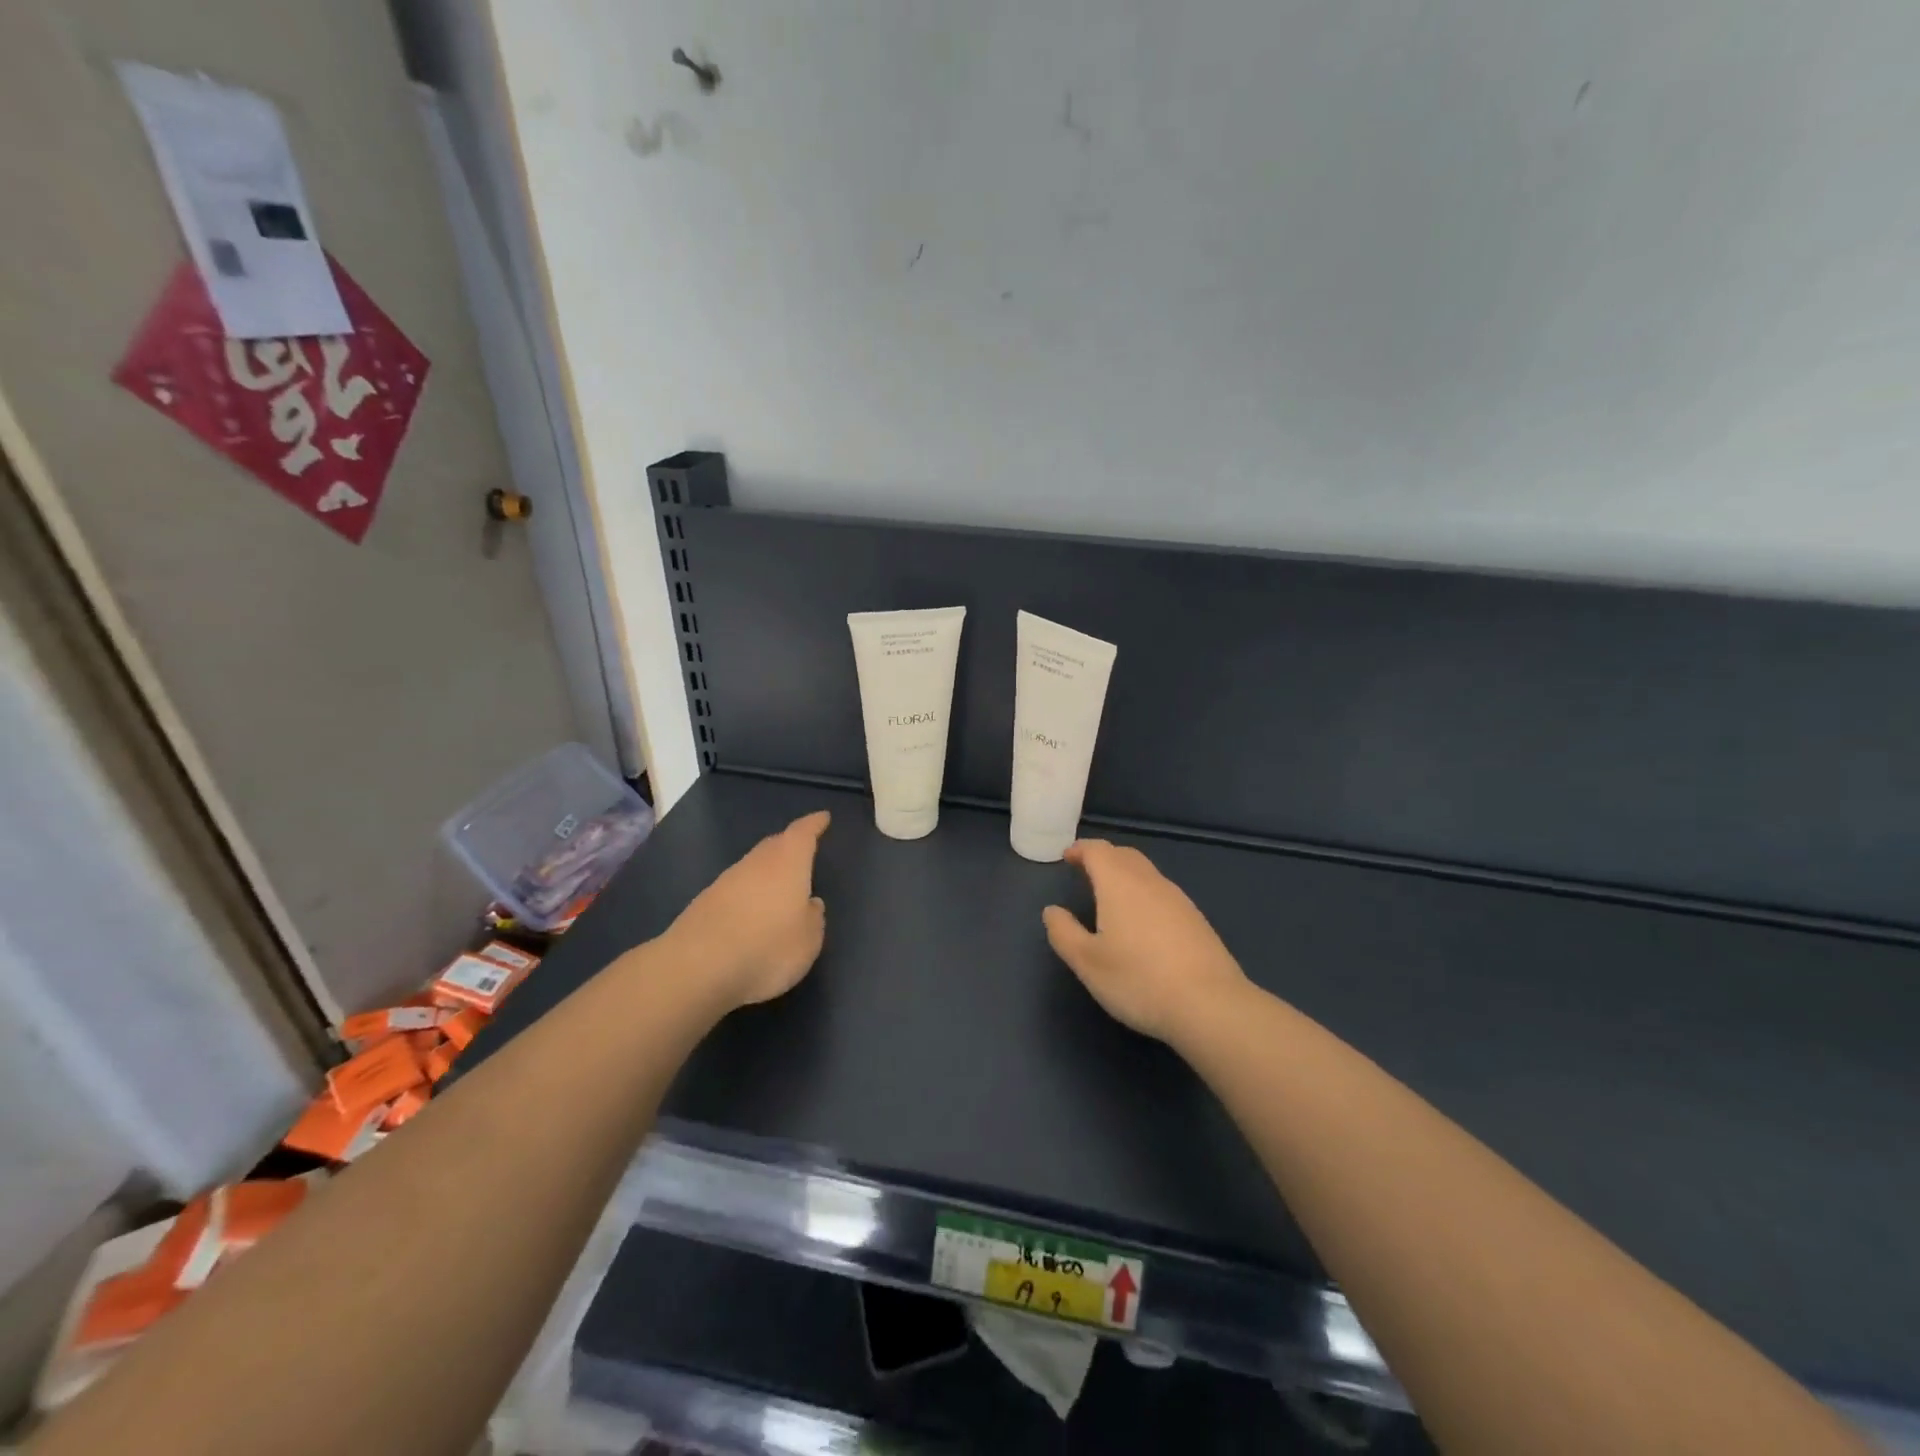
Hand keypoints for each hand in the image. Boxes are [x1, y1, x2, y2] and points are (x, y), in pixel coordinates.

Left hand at [662, 811, 830, 1011]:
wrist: (696, 968)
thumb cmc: (767, 948)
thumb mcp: (808, 941)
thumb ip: (814, 918)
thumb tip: (810, 904)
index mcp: (788, 862)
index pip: (803, 833)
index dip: (814, 824)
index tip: (823, 817)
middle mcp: (756, 863)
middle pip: (775, 845)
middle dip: (789, 845)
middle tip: (802, 851)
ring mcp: (726, 881)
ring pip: (753, 867)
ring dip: (766, 873)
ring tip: (779, 888)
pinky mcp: (704, 903)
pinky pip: (735, 890)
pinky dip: (747, 895)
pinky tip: (751, 915)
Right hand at [1043, 839, 1249, 1043]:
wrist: (1210, 1005)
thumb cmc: (1138, 980)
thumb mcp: (1087, 962)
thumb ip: (1064, 932)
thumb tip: (1052, 911)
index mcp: (1119, 884)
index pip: (1098, 850)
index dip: (1080, 849)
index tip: (1067, 857)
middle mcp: (1150, 882)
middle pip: (1124, 855)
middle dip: (1103, 857)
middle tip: (1086, 870)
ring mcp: (1178, 899)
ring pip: (1147, 873)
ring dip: (1125, 874)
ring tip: (1111, 895)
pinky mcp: (1197, 920)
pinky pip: (1163, 893)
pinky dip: (1145, 893)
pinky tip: (1143, 922)